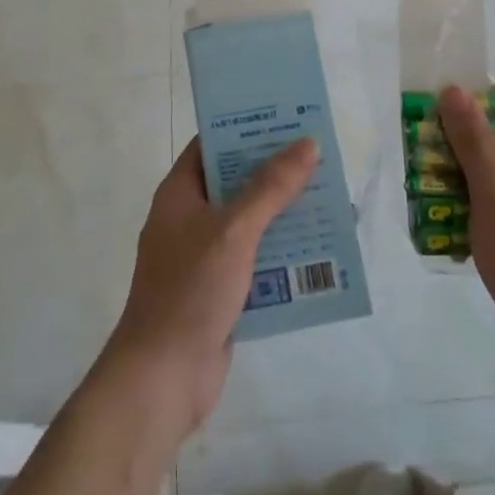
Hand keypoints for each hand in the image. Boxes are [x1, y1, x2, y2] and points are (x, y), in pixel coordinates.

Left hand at [100, 136, 317, 437]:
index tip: (286, 118)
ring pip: (250, 223)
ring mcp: (204, 257)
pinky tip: (319, 251)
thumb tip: (307, 144)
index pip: (212, 145)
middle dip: (276, 173)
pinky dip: (282, 253)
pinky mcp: (221, 290)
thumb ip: (270, 187)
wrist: (164, 376)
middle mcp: (189, 219)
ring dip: (285, 214)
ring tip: (330, 200)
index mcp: (180, 194)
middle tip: (321, 157)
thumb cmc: (191, 290)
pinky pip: (256, 259)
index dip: (246, 128)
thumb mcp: (234, 230)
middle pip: (236, 183)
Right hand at [437, 86, 494, 373]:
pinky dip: (482, 200)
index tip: (436, 118)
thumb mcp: (493, 195)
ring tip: (429, 186)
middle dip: (465, 142)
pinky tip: (451, 218)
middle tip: (424, 155)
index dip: (475, 104)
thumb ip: (472, 140)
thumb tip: (455, 90)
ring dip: (468, 174)